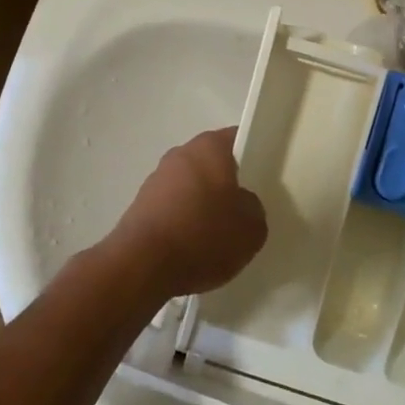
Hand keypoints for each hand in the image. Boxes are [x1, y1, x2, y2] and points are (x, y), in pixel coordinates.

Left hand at [109, 128, 267, 297]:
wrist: (142, 265)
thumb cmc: (203, 235)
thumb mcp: (251, 228)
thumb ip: (254, 208)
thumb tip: (242, 204)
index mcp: (209, 147)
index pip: (238, 139)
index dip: (253, 154)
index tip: (264, 177)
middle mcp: (180, 154)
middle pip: (212, 163)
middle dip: (227, 183)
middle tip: (244, 210)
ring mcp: (156, 179)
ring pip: (191, 186)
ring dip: (203, 204)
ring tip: (218, 236)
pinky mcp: (140, 206)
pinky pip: (172, 208)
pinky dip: (183, 222)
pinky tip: (193, 248)